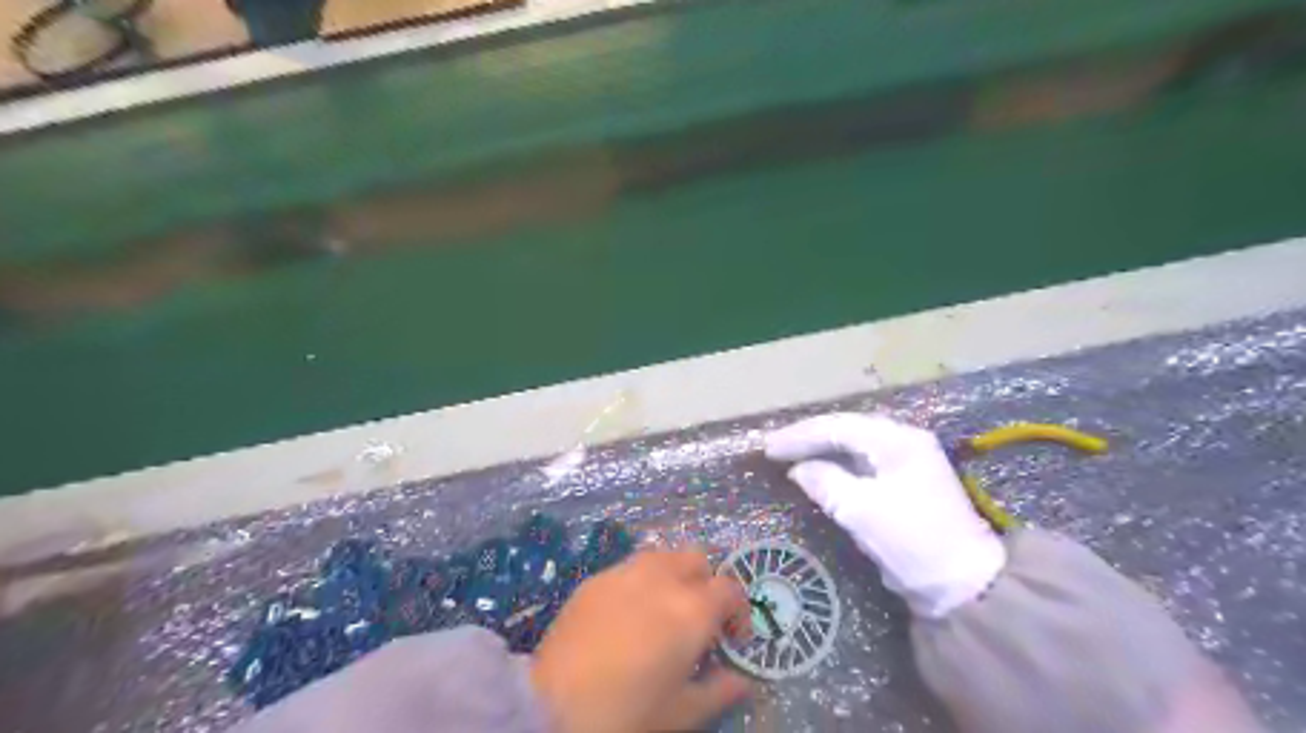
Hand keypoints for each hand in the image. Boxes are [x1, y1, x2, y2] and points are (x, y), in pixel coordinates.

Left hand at [529, 549, 755, 731]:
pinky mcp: (595, 579)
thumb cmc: (626, 713)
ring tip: (662, 611)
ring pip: (662, 555)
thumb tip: (742, 680)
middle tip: (698, 620)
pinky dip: (640, 582)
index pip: (730, 588)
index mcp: (691, 609)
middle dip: (706, 583)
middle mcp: (662, 578)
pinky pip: (628, 568)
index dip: (738, 611)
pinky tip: (625, 615)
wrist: (551, 707)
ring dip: (673, 575)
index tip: (732, 639)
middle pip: (697, 559)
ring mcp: (625, 572)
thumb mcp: (681, 713)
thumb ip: (720, 691)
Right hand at [768, 413, 1007, 618]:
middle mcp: (904, 441)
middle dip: (807, 438)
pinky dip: (835, 465)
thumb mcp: (861, 511)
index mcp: (898, 440)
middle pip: (846, 430)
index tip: (768, 448)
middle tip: (773, 448)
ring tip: (788, 455)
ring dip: (820, 449)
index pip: (838, 427)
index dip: (799, 436)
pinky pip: (861, 463)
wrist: (963, 585)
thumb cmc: (912, 541)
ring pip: (853, 445)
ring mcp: (907, 461)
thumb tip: (798, 469)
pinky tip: (817, 469)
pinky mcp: (905, 483)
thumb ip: (825, 481)